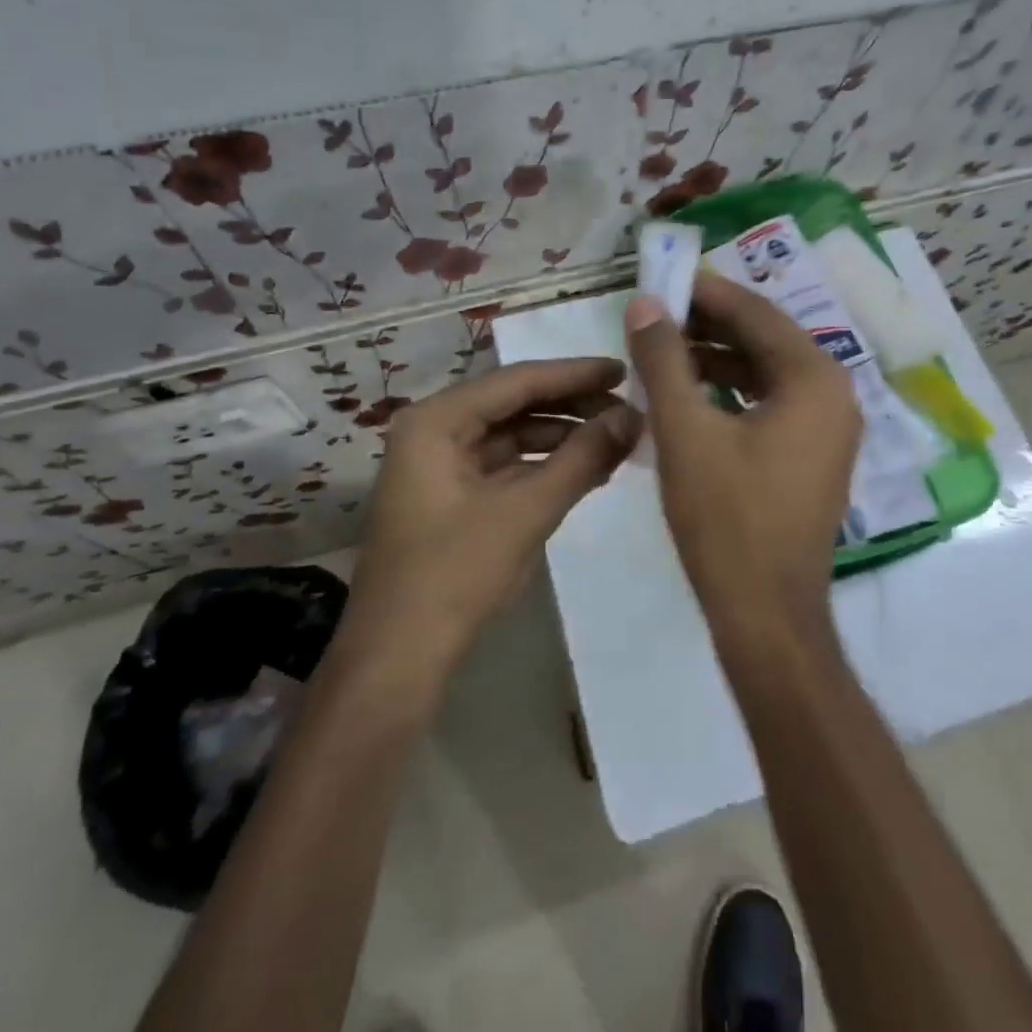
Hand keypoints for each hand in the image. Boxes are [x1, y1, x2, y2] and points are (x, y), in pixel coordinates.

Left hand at [344, 358, 641, 683]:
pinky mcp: (450, 496)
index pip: (517, 381)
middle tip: (626, 407)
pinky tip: (585, 470)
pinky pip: (505, 465)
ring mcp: (439, 465)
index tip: (624, 371)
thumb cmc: (455, 574)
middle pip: (513, 403)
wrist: (398, 660)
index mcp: (436, 420)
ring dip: (561, 436)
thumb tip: (633, 416)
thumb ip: (582, 458)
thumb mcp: (526, 511)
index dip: (574, 374)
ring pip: (511, 435)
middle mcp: (433, 431)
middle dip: (570, 405)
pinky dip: (543, 465)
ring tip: (615, 439)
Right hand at [625, 274, 860, 642]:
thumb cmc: (726, 519)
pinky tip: (689, 396)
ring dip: (715, 359)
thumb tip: (645, 304)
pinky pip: (770, 404)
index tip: (661, 280)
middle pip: (764, 339)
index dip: (704, 292)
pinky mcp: (813, 456)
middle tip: (654, 316)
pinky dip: (730, 393)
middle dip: (707, 326)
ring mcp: (828, 428)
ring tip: (662, 354)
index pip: (755, 312)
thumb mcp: (685, 431)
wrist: (766, 615)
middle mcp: (834, 394)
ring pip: (765, 373)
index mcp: (815, 378)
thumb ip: (663, 360)